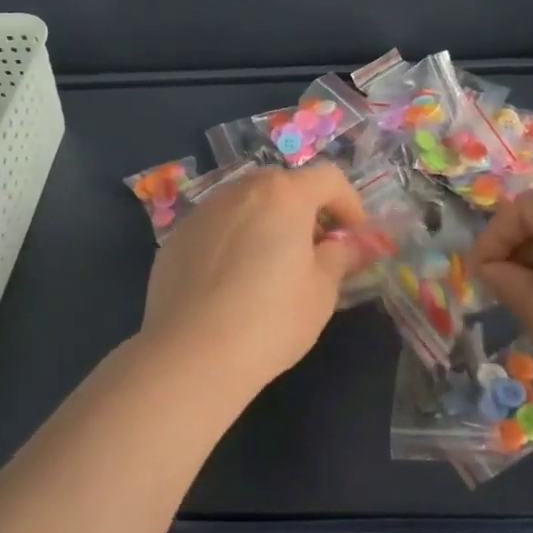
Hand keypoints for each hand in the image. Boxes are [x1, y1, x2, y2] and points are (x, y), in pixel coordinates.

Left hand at [137, 165, 368, 395]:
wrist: (191, 354)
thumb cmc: (270, 320)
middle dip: (306, 212)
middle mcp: (240, 190)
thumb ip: (341, 256)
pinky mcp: (177, 237)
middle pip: (284, 186)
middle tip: (314, 253)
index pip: (328, 178)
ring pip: (246, 204)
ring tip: (270, 267)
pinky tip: (231, 283)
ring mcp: (203, 211)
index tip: (353, 239)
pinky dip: (233, 240)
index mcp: (283, 195)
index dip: (349, 204)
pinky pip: (217, 227)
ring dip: (267, 223)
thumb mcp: (321, 291)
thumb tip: (356, 244)